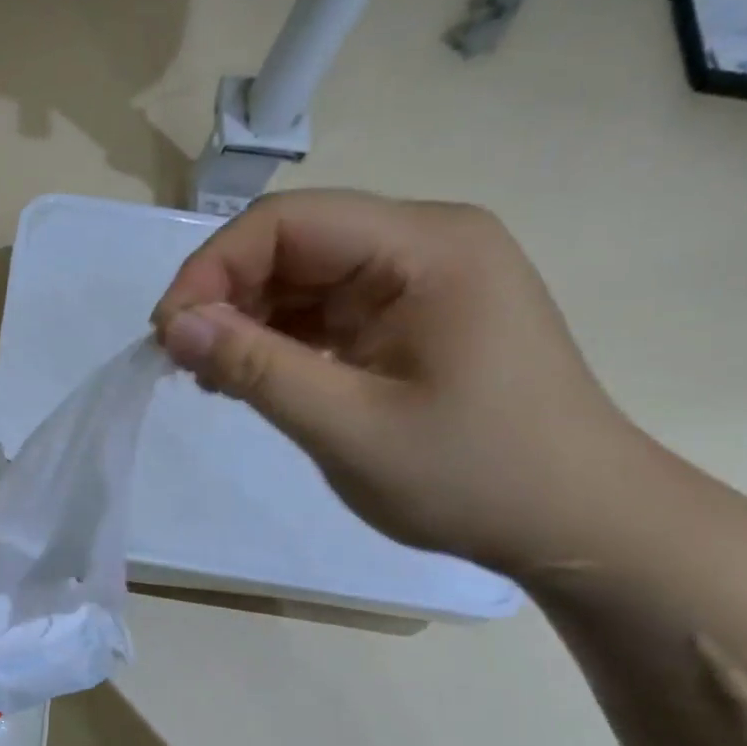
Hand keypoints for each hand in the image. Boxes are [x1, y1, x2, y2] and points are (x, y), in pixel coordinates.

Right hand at [153, 189, 644, 572]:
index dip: (213, 267)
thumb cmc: (475, 477)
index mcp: (426, 247)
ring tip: (211, 375)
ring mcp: (419, 279)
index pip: (288, 221)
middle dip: (225, 294)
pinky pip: (322, 308)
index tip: (167, 334)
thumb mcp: (349, 427)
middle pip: (292, 242)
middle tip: (181, 359)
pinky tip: (250, 376)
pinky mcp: (409, 315)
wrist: (578, 524)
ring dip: (245, 318)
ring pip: (300, 276)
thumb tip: (172, 326)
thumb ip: (256, 369)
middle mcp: (424, 243)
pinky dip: (276, 338)